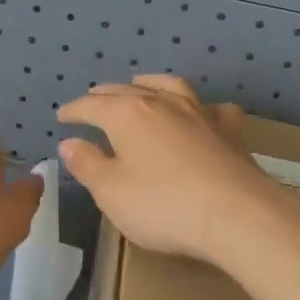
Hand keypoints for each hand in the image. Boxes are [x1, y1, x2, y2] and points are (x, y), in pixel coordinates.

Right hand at [57, 74, 293, 265]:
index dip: (74, 110)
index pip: (92, 106)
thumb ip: (88, 165)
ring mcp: (199, 113)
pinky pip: (212, 109)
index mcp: (127, 115)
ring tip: (140, 85)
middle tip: (93, 100)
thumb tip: (70, 143)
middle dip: (105, 95)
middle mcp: (161, 103)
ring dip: (149, 84)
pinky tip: (202, 113)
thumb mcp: (111, 192)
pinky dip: (200, 107)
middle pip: (126, 91)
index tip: (62, 116)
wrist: (238, 215)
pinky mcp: (228, 131)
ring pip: (169, 87)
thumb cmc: (163, 205)